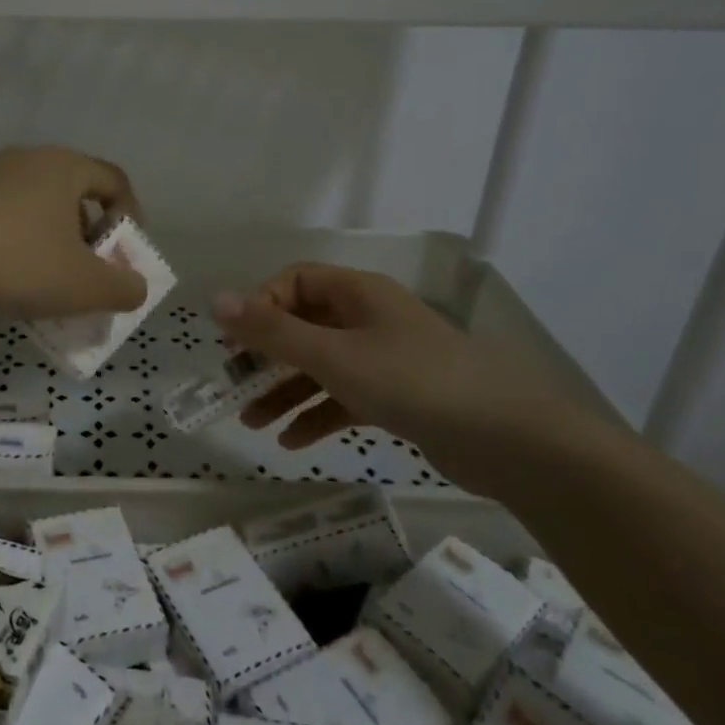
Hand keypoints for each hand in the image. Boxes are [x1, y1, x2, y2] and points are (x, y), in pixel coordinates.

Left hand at [0, 147, 148, 318]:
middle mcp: (28, 159)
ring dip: (51, 239)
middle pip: (75, 192)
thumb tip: (134, 286)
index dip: (130, 217)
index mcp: (65, 166)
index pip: (114, 181)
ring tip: (47, 279)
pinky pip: (3, 215)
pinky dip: (16, 240)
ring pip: (37, 205)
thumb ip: (125, 288)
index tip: (124, 256)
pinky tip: (7, 275)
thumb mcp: (86, 287)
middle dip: (89, 234)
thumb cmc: (20, 265)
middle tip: (87, 271)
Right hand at [212, 263, 593, 489]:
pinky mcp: (396, 397)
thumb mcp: (333, 356)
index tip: (235, 340)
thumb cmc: (412, 382)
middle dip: (266, 356)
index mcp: (357, 294)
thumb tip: (217, 301)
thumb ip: (272, 332)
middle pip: (303, 327)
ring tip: (251, 423)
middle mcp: (368, 319)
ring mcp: (383, 359)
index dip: (260, 305)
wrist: (508, 440)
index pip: (295, 282)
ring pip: (320, 367)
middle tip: (232, 383)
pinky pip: (343, 398)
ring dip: (284, 392)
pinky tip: (292, 442)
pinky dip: (317, 415)